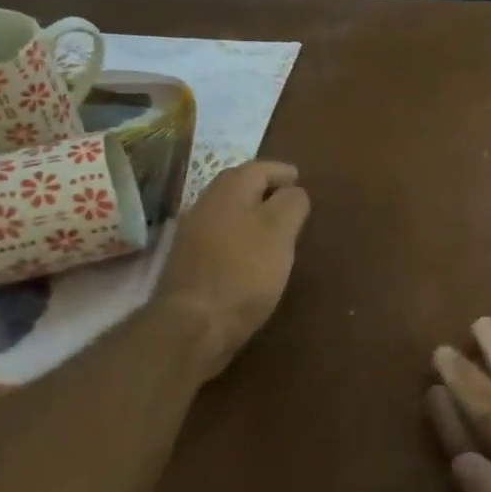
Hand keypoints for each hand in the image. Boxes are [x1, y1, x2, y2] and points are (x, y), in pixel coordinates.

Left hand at [153, 162, 310, 381]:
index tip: (301, 181)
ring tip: (276, 228)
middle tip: (291, 201)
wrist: (193, 324)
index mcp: (229, 191)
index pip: (259, 168)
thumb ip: (292, 204)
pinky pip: (221, 236)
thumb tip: (294, 192)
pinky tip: (253, 254)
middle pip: (239, 186)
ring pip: (228, 212)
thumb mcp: (280, 231)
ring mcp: (192, 234)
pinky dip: (240, 235)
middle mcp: (205, 204)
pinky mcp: (189, 262)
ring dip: (252, 213)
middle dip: (265, 189)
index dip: (282, 172)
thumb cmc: (245, 271)